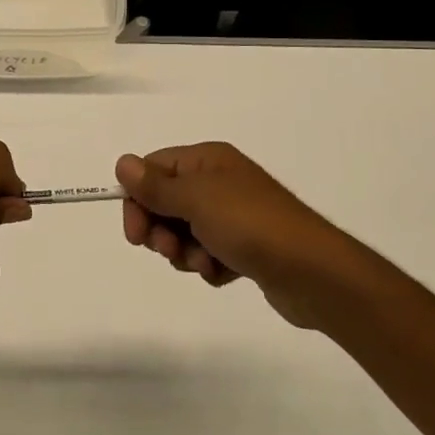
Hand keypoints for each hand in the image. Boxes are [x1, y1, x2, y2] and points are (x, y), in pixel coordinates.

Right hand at [116, 143, 342, 327]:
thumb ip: (156, 185)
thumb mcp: (196, 200)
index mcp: (207, 161)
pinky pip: (207, 253)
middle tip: (170, 249)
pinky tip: (224, 273)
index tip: (135, 232)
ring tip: (205, 263)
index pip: (154, 169)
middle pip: (166, 202)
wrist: (312, 272)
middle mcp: (219, 182)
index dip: (138, 198)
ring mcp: (233, 215)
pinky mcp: (244, 248)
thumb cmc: (250, 225)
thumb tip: (123, 162)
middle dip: (161, 229)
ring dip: (185, 251)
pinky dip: (208, 265)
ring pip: (184, 232)